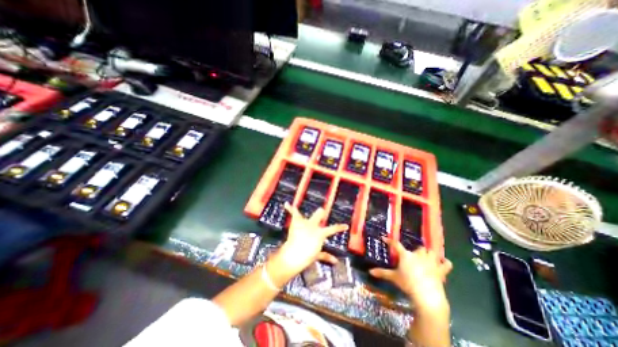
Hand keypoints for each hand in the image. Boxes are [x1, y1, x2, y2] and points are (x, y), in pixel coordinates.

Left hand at [280, 203, 349, 273]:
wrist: (296, 253)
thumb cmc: (307, 255)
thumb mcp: (316, 256)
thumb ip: (326, 256)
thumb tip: (336, 262)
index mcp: (320, 233)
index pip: (333, 229)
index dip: (340, 227)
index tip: (345, 226)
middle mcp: (313, 225)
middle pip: (319, 214)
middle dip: (320, 213)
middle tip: (321, 212)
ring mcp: (304, 223)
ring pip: (308, 213)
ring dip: (302, 212)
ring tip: (297, 206)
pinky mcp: (296, 221)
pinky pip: (294, 213)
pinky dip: (290, 208)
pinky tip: (286, 204)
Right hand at [368, 238, 452, 307]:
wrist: (426, 295)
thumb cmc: (408, 284)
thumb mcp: (393, 278)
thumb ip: (382, 273)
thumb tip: (369, 271)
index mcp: (406, 255)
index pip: (396, 244)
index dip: (389, 241)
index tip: (384, 238)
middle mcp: (418, 255)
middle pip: (419, 247)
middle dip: (417, 250)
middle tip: (413, 256)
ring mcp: (431, 262)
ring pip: (432, 252)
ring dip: (430, 254)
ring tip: (427, 257)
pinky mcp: (441, 270)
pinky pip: (447, 263)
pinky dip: (445, 263)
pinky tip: (443, 263)